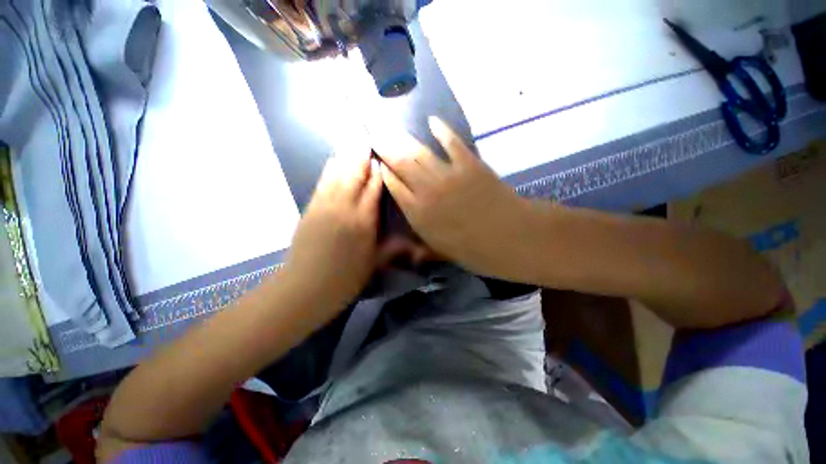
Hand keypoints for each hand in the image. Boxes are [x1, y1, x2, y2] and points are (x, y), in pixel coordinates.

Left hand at [283, 150, 382, 309]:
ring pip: (338, 174)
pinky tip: (335, 160)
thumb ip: (392, 248)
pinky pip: (322, 182)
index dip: (379, 173)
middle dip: (363, 157)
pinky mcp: (310, 208)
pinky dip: (330, 169)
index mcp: (364, 222)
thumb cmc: (345, 280)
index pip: (374, 189)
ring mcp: (325, 206)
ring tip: (354, 142)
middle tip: (369, 139)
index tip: (384, 160)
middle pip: (355, 175)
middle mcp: (345, 208)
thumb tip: (410, 241)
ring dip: (347, 157)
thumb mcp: (374, 265)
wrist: (305, 288)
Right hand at [374, 117, 534, 279]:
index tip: (378, 163)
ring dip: (403, 139)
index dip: (385, 174)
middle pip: (401, 165)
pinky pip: (451, 143)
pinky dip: (442, 131)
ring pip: (419, 153)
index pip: (395, 188)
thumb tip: (407, 248)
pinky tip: (432, 121)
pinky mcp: (469, 164)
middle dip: (386, 150)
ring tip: (390, 128)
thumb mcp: (441, 253)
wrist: (511, 238)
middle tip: (375, 135)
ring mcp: (448, 175)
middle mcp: (427, 191)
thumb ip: (421, 247)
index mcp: (419, 215)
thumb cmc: (475, 251)